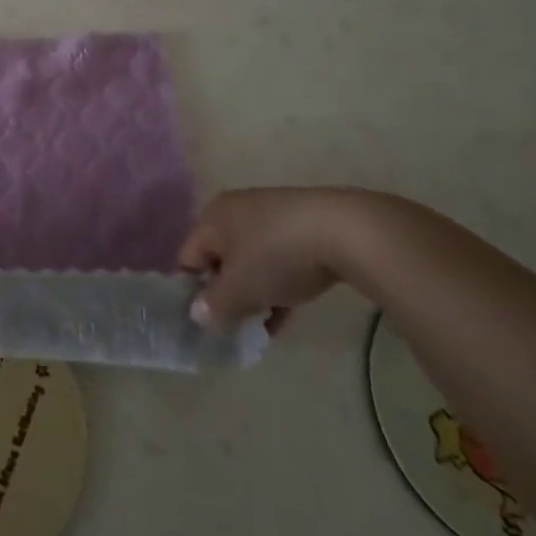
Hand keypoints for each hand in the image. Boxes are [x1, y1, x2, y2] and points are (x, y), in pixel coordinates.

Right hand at [178, 187, 390, 329]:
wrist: (346, 232)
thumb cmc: (276, 256)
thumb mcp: (239, 288)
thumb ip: (214, 305)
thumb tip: (198, 314)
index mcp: (211, 217)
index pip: (189, 258)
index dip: (193, 292)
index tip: (209, 322)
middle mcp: (235, 210)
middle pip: (220, 259)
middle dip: (228, 294)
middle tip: (238, 325)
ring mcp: (271, 214)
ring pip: (252, 261)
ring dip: (255, 293)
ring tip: (267, 325)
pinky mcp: (303, 224)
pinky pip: (279, 258)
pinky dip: (279, 283)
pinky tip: (289, 312)